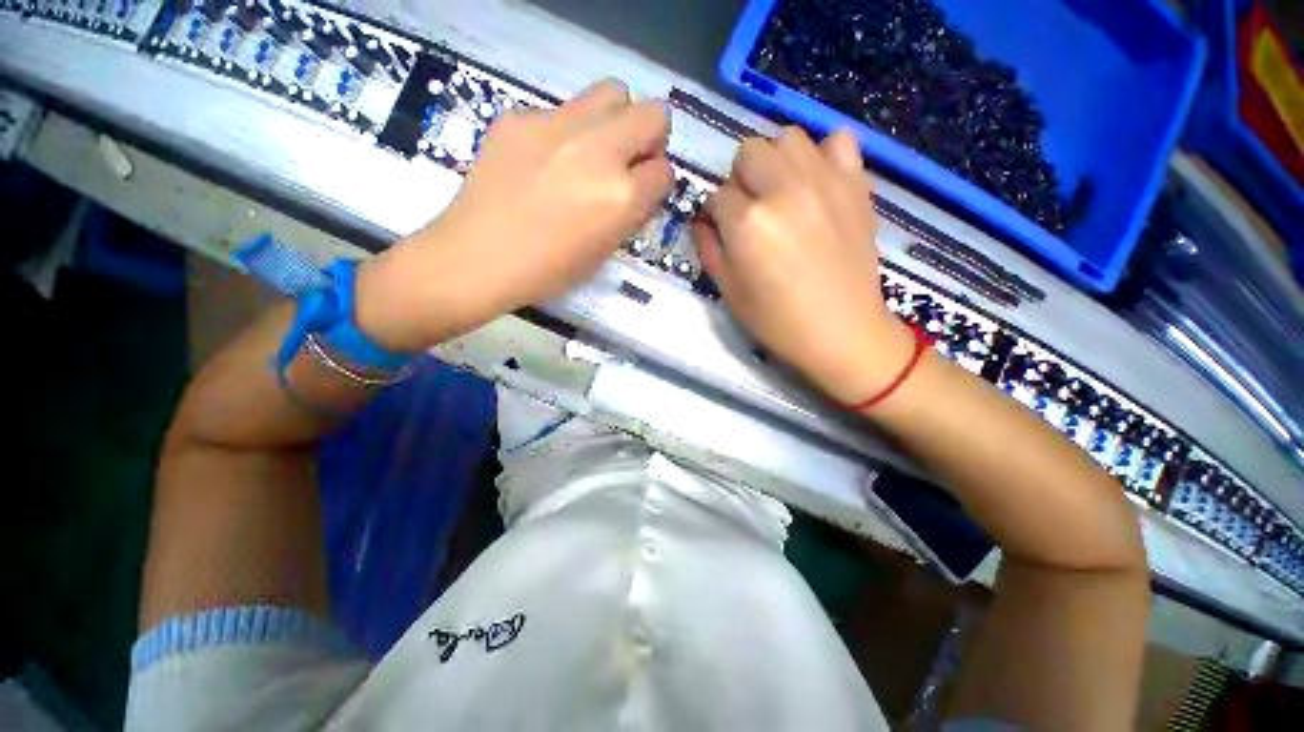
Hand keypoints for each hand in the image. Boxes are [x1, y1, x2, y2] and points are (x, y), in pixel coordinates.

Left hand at [357, 79, 673, 350]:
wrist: (478, 258)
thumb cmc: (547, 271)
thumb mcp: (603, 251)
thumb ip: (629, 214)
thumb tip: (638, 187)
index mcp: (622, 196)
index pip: (665, 170)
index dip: (656, 182)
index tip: (642, 191)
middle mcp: (600, 151)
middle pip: (654, 114)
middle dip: (649, 137)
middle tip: (627, 160)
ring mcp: (558, 125)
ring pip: (612, 93)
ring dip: (615, 120)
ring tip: (592, 149)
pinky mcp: (521, 115)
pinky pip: (561, 110)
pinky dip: (564, 131)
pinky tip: (542, 160)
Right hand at [693, 127, 913, 405]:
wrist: (842, 331)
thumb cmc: (777, 321)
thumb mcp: (729, 291)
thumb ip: (709, 248)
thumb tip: (702, 221)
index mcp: (748, 222)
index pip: (716, 195)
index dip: (715, 214)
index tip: (723, 230)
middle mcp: (783, 189)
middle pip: (748, 151)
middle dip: (741, 179)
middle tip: (750, 210)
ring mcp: (824, 181)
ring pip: (789, 136)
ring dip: (777, 161)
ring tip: (782, 192)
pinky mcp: (856, 184)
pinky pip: (839, 140)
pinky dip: (824, 154)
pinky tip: (818, 182)